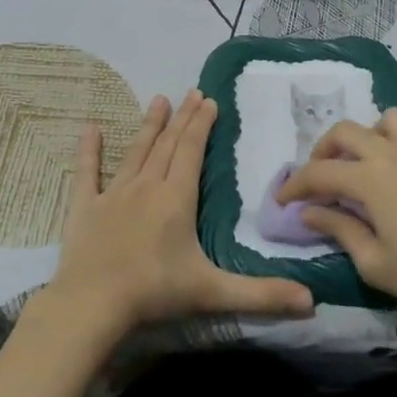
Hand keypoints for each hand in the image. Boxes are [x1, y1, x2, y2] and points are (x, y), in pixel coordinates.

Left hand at [47, 89, 314, 342]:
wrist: (92, 304)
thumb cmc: (154, 293)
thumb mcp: (213, 293)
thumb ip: (261, 294)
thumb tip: (311, 301)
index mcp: (176, 198)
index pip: (191, 151)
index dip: (202, 125)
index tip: (209, 100)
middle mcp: (146, 186)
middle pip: (167, 144)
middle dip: (182, 117)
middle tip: (192, 92)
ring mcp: (113, 194)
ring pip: (136, 151)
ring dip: (149, 125)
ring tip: (159, 100)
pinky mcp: (85, 207)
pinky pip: (87, 172)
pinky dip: (89, 150)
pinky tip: (90, 129)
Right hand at [277, 109, 396, 320]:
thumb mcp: (374, 262)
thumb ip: (339, 229)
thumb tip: (310, 212)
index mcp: (369, 178)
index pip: (319, 173)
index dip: (295, 186)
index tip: (282, 201)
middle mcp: (391, 153)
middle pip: (344, 132)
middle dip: (322, 152)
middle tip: (317, 181)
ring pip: (382, 120)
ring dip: (362, 137)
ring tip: (359, 166)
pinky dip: (390, 139)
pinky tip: (392, 171)